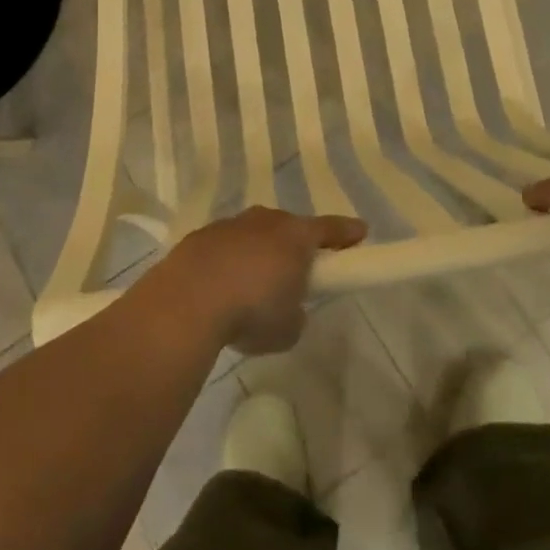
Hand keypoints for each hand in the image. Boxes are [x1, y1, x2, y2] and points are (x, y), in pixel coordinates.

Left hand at [156, 207, 367, 352]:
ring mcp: (231, 225)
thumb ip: (296, 314)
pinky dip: (229, 262)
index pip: (330, 229)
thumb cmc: (252, 311)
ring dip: (258, 253)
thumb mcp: (288, 328)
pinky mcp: (201, 236)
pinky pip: (225, 246)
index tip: (361, 232)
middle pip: (289, 228)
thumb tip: (288, 308)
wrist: (188, 299)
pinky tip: (221, 289)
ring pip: (254, 234)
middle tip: (297, 271)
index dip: (346, 232)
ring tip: (252, 286)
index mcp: (295, 236)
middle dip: (295, 246)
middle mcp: (265, 221)